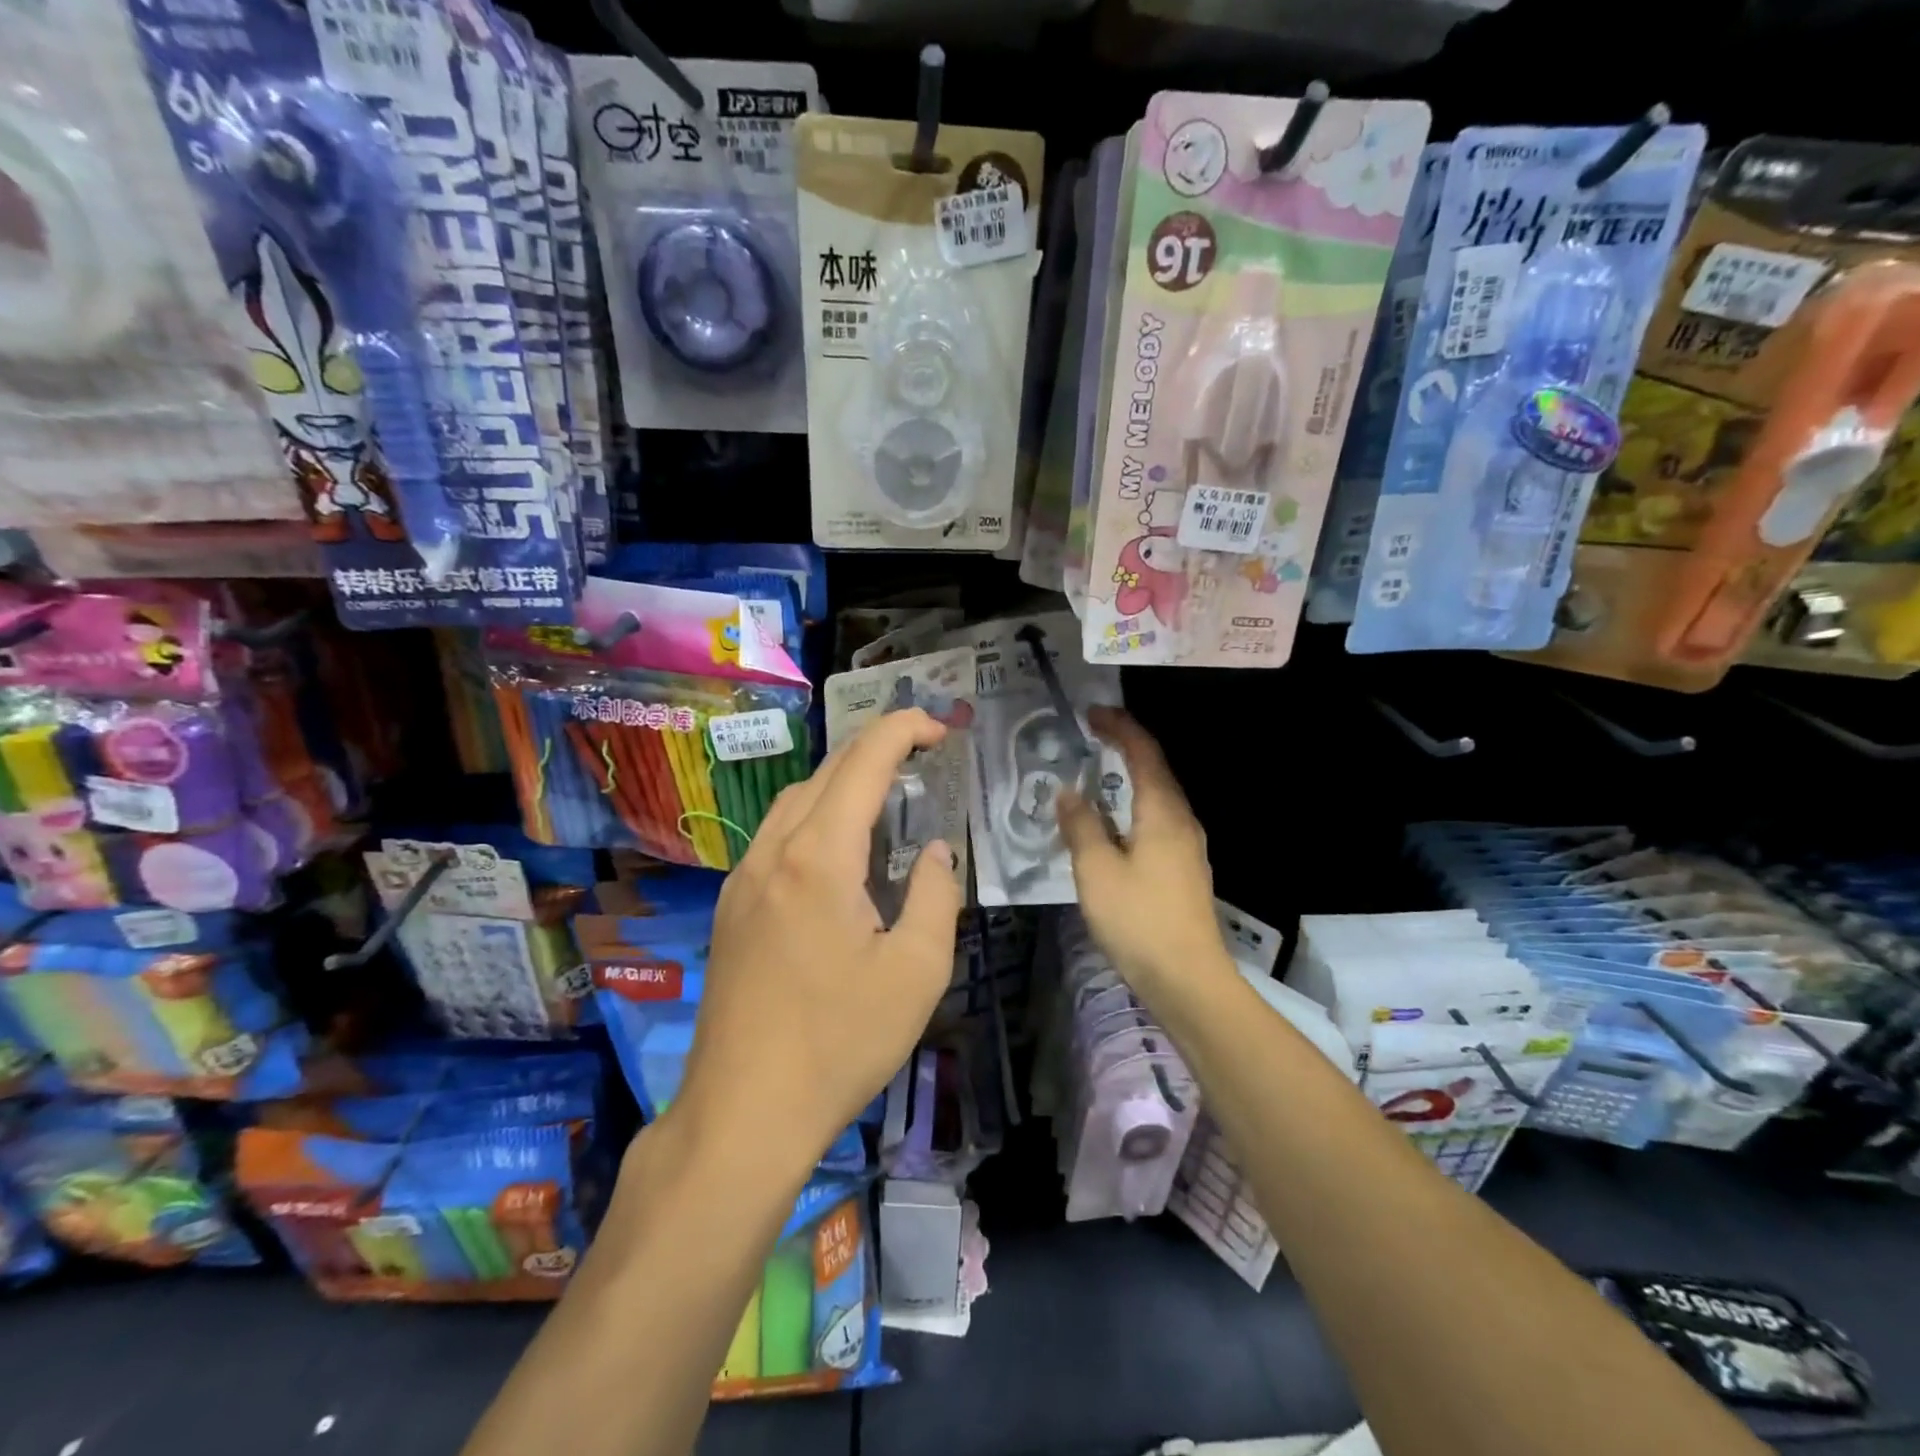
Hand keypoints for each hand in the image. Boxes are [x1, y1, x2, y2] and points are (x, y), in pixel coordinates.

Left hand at [673, 709, 962, 1166]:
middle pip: (827, 771)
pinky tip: (840, 848)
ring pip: (796, 799)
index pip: (864, 762)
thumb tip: (933, 849)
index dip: (903, 729)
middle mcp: (774, 851)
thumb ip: (935, 893)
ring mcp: (743, 877)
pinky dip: (816, 815)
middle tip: (924, 756)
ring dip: (843, 781)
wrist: (743, 1111)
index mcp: (819, 856)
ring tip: (887, 796)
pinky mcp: (732, 906)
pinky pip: (777, 834)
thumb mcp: (916, 971)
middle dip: (877, 748)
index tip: (939, 727)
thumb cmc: (840, 1042)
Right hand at [1057, 707, 1232, 1000]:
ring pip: (1157, 797)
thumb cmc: (1139, 919)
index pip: (1144, 752)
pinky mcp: (1183, 869)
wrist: (1188, 979)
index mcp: (1163, 811)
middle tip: (1091, 737)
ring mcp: (1187, 846)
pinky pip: (1156, 820)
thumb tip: (1069, 792)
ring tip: (1096, 774)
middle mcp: (1181, 820)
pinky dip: (1132, 806)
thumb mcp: (1097, 870)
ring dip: (1129, 777)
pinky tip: (1112, 823)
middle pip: (1155, 770)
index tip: (1092, 713)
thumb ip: (1081, 825)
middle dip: (1125, 747)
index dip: (1119, 727)